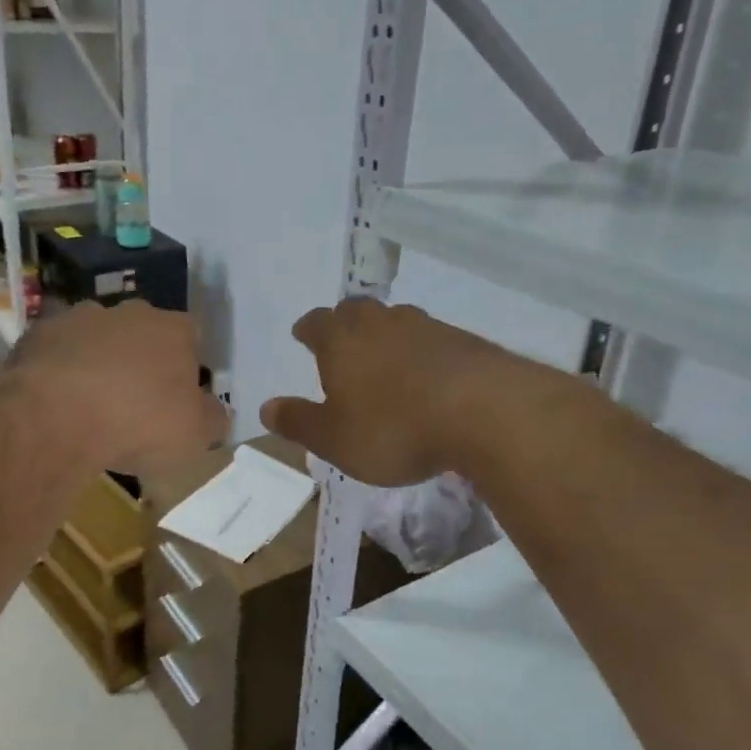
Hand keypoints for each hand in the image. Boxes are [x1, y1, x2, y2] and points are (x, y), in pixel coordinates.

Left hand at [13, 302, 228, 472]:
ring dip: (98, 360)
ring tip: (90, 401)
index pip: (192, 337)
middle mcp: (130, 312)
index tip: (178, 397)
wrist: (55, 417)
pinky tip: (55, 400)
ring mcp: (80, 317)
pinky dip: (60, 368)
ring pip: (98, 336)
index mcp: (174, 330)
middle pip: (143, 330)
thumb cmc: (138, 424)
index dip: (187, 366)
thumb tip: (216, 412)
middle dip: (141, 357)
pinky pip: (57, 350)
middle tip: (135, 399)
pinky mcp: (38, 333)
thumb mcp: (195, 435)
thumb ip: (212, 419)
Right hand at [262, 298, 551, 485]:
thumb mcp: (335, 439)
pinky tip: (427, 374)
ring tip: (384, 357)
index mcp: (341, 340)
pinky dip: (421, 350)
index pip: (315, 323)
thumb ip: (298, 422)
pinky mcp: (462, 340)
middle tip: (342, 341)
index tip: (303, 335)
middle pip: (355, 310)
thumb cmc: (394, 428)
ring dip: (385, 334)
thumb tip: (266, 408)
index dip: (307, 329)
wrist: (484, 412)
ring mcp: (424, 326)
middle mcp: (379, 322)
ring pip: (395, 319)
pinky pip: (430, 337)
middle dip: (344, 323)